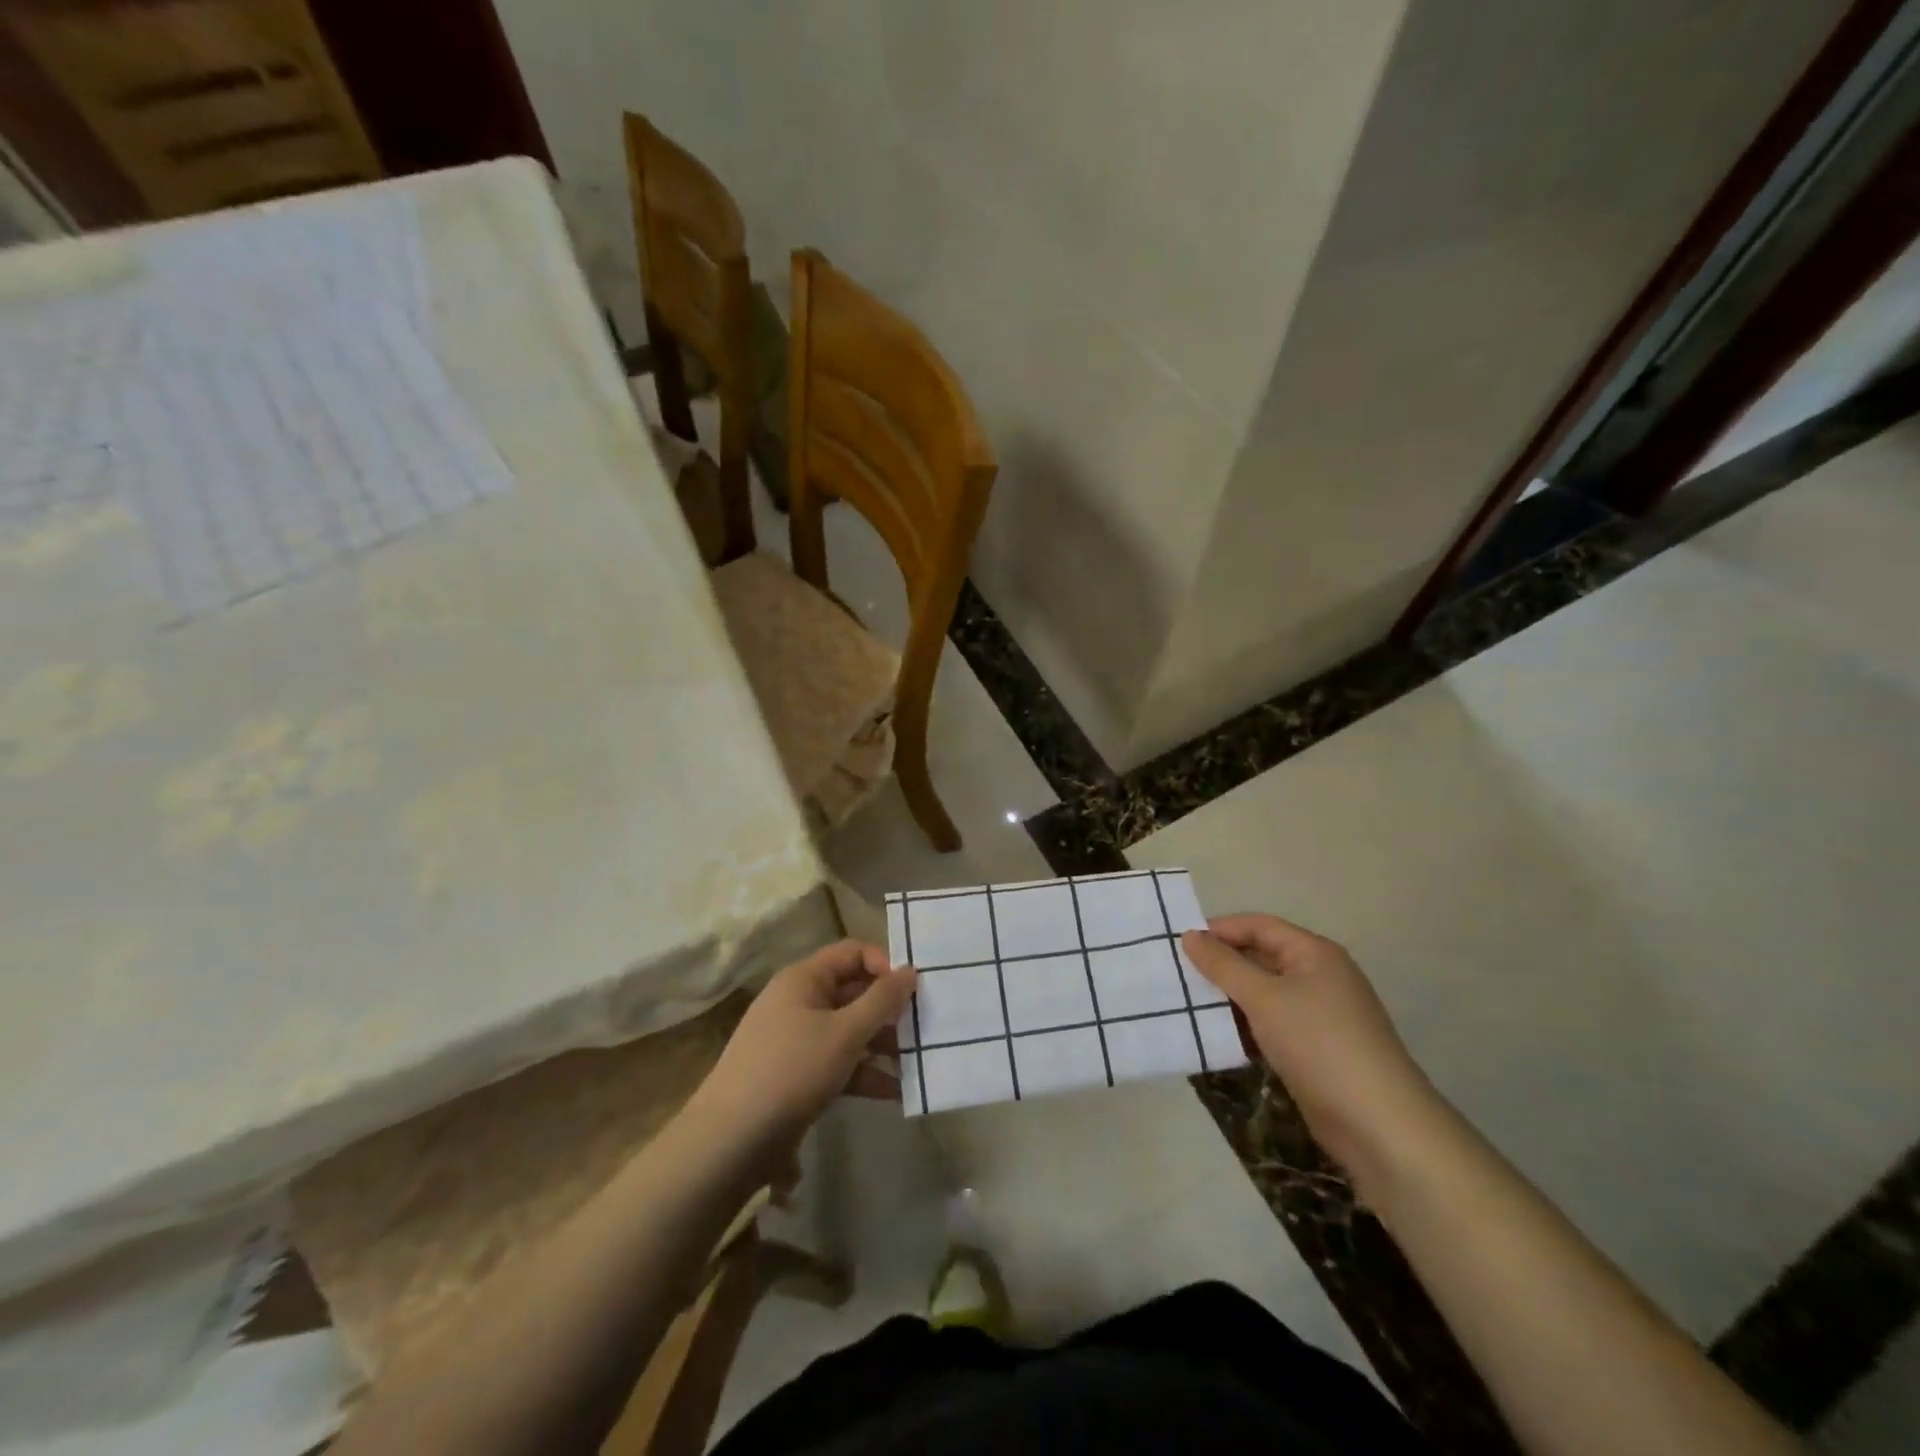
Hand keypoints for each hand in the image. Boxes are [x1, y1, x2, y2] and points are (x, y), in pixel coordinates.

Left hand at [688, 941, 916, 1158]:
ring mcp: (796, 1039)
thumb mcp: (844, 1033)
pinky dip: (864, 1072)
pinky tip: (896, 1092)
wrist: (730, 1141)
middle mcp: (799, 1001)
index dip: (884, 965)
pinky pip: (839, 1061)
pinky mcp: (797, 1074)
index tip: (913, 989)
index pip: (852, 953)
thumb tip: (912, 970)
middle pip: (853, 992)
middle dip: (889, 1010)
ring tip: (917, 1062)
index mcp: (804, 979)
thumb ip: (882, 1000)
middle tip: (925, 1026)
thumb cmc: (792, 1071)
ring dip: (882, 1044)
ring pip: (849, 1030)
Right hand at [1181, 915, 1441, 1182]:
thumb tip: (1189, 935)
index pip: (1259, 926)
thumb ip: (1223, 965)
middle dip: (1222, 964)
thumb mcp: (1264, 998)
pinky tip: (1219, 1036)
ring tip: (1189, 1005)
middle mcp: (1319, 976)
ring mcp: (1320, 1015)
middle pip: (1261, 957)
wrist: (1378, 1124)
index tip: (1179, 943)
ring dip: (1230, 998)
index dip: (1220, 930)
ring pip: (1264, 993)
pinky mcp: (1316, 1049)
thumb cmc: (1318, 1044)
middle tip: (1178, 974)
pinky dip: (1246, 1025)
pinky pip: (1272, 1024)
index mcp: (1314, 953)